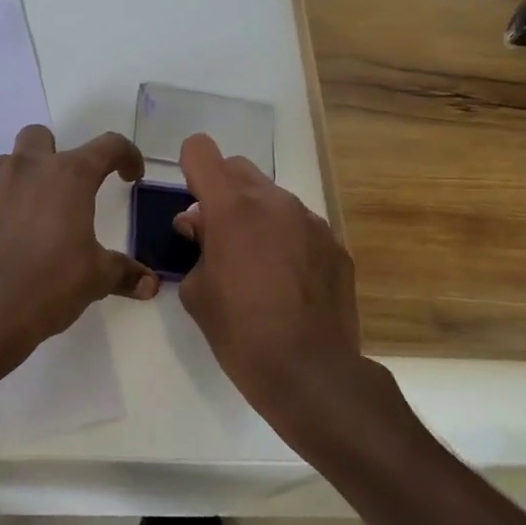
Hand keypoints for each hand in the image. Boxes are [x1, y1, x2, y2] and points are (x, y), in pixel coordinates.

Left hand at [0, 125, 157, 368]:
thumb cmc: (48, 283)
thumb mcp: (95, 279)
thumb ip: (123, 272)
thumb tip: (150, 284)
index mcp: (69, 176)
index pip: (108, 146)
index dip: (126, 155)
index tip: (130, 175)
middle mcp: (29, 168)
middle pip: (43, 137)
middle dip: (58, 154)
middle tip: (69, 190)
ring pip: (11, 161)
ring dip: (27, 176)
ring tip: (38, 214)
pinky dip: (4, 202)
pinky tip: (12, 236)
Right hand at [174, 134, 379, 424]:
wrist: (311, 373)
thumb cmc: (240, 333)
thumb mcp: (196, 292)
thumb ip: (195, 247)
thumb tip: (200, 226)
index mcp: (231, 208)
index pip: (201, 151)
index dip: (190, 168)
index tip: (191, 199)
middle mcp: (274, 201)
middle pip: (238, 168)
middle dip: (221, 190)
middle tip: (217, 234)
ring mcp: (310, 221)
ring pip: (272, 197)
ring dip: (256, 215)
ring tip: (256, 263)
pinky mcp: (335, 244)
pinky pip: (300, 226)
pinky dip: (286, 239)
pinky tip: (287, 281)